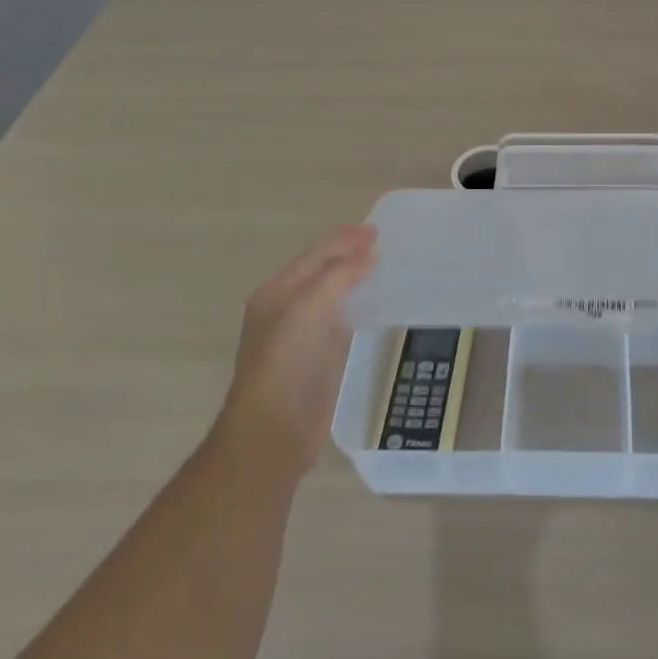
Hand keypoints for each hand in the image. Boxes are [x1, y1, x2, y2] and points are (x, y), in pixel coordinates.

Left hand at [218, 225, 378, 476]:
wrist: (275, 429)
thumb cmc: (286, 363)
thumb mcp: (307, 309)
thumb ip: (336, 276)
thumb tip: (365, 254)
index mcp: (276, 293)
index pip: (314, 256)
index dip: (343, 240)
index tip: (375, 229)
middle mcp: (286, 310)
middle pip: (321, 273)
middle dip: (348, 255)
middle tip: (382, 243)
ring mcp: (303, 336)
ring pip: (332, 297)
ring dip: (355, 279)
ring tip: (382, 267)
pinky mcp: (320, 359)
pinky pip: (342, 322)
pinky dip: (359, 307)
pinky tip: (377, 306)